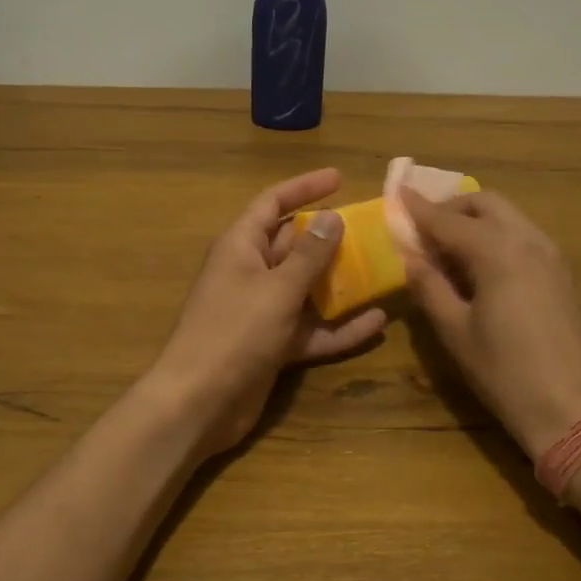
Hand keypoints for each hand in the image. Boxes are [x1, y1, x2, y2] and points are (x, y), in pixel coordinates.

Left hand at [152, 169, 386, 456]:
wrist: (199, 402)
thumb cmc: (235, 332)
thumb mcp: (277, 288)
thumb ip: (309, 254)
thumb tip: (332, 217)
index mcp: (241, 247)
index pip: (272, 203)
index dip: (304, 187)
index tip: (340, 178)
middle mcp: (251, 273)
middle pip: (293, 245)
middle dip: (330, 238)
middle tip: (372, 230)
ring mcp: (262, 311)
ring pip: (307, 288)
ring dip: (340, 283)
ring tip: (381, 272)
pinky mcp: (272, 345)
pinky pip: (311, 328)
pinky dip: (339, 327)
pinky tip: (377, 323)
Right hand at [400, 189, 580, 460]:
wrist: (570, 407)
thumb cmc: (503, 371)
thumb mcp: (454, 331)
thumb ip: (429, 286)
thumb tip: (411, 258)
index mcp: (497, 252)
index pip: (448, 220)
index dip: (419, 208)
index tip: (396, 193)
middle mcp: (527, 240)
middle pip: (485, 203)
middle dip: (451, 207)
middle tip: (423, 226)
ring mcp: (550, 254)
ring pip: (508, 215)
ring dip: (475, 218)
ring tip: (447, 245)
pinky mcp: (560, 272)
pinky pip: (522, 235)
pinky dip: (496, 234)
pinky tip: (479, 263)